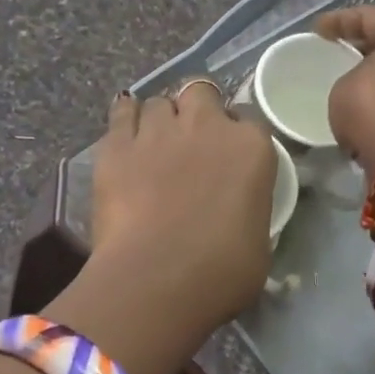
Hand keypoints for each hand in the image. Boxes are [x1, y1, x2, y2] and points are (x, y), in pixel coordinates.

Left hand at [86, 83, 277, 344]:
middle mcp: (206, 126)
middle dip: (195, 110)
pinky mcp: (116, 145)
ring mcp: (158, 131)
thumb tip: (235, 215)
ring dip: (158, 119)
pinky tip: (123, 139)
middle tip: (189, 144)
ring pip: (158, 102)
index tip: (226, 159)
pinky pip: (121, 114)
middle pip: (200, 93)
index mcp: (251, 149)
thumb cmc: (220, 273)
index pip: (248, 122)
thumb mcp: (258, 244)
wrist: (156, 280)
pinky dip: (124, 121)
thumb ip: (248, 211)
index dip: (234, 137)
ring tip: (152, 146)